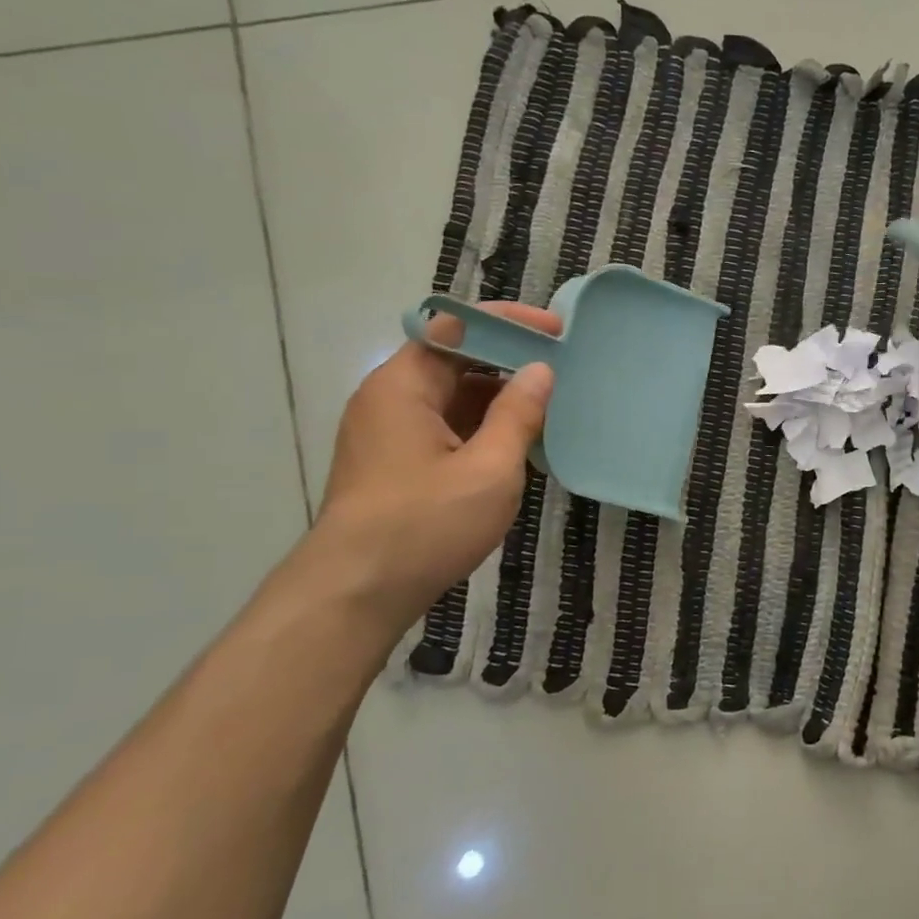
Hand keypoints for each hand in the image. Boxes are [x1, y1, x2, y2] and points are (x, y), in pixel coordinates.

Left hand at [307, 303, 556, 632]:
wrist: (355, 595)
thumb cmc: (424, 525)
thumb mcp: (488, 469)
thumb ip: (518, 415)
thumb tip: (541, 371)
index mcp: (403, 386)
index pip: (457, 327)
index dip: (509, 322)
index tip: (557, 331)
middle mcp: (390, 399)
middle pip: (453, 358)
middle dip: (509, 359)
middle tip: (563, 367)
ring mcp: (389, 433)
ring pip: (452, 396)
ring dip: (499, 396)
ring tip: (552, 404)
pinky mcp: (396, 463)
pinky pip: (446, 426)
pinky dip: (483, 426)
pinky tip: (520, 443)